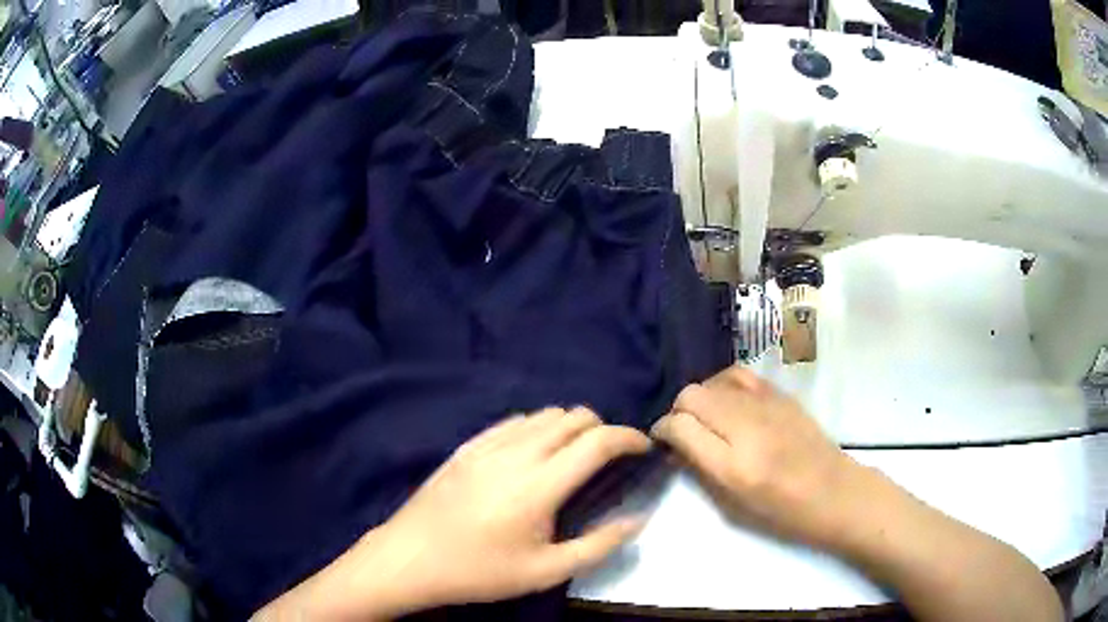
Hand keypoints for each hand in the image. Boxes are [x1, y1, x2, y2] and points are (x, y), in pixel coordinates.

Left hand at [381, 407, 650, 606]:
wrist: (410, 559)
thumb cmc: (479, 571)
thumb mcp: (544, 572)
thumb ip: (598, 545)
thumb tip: (637, 520)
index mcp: (539, 485)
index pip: (597, 441)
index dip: (629, 437)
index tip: (644, 447)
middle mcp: (516, 453)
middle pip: (573, 417)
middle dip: (602, 429)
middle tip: (610, 457)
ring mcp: (487, 445)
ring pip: (543, 414)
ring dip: (570, 426)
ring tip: (575, 454)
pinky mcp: (466, 446)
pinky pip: (513, 421)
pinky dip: (537, 427)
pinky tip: (534, 452)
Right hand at [651, 366, 861, 550]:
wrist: (834, 492)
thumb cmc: (782, 512)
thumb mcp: (733, 505)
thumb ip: (700, 469)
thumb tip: (676, 444)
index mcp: (734, 465)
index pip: (680, 426)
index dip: (662, 431)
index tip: (662, 441)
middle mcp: (748, 428)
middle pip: (692, 396)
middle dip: (678, 412)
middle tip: (684, 433)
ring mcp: (767, 405)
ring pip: (713, 381)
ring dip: (700, 398)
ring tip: (706, 418)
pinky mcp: (781, 394)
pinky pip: (738, 375)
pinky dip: (723, 385)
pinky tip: (728, 403)